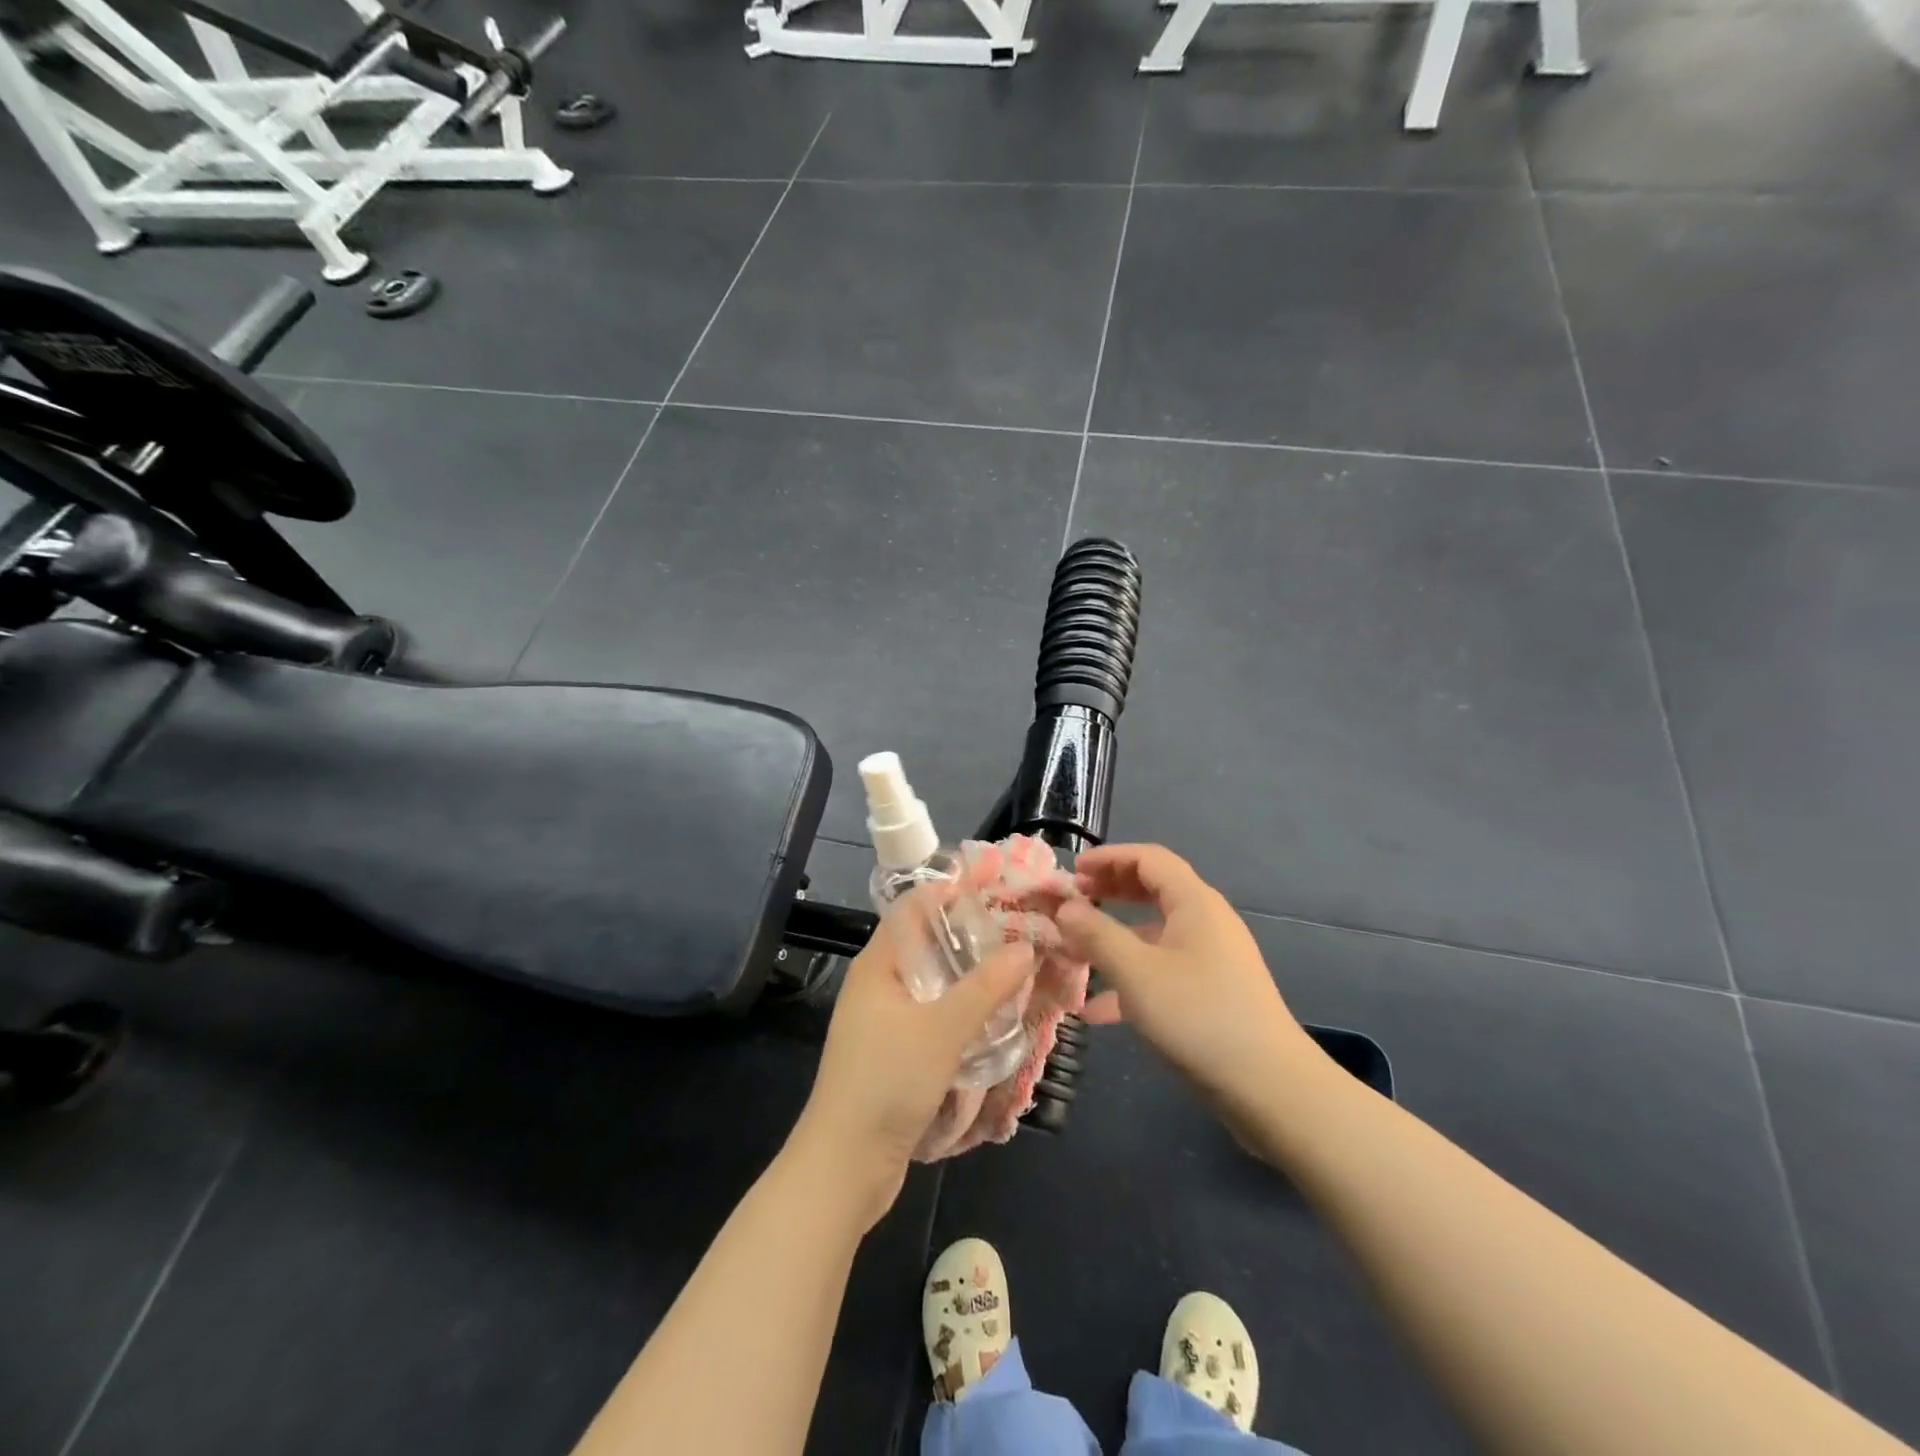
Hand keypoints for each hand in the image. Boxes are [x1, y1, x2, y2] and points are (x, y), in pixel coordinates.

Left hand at [792, 904, 1034, 1224]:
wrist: (845, 1167)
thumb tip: (1026, 946)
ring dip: (973, 977)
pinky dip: (965, 1011)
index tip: (999, 884)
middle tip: (1022, 928)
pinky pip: (937, 1017)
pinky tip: (998, 1016)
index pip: (915, 908)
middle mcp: (880, 985)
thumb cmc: (886, 1083)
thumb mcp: (941, 1029)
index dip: (953, 891)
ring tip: (1020, 967)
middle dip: (973, 936)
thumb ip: (985, 987)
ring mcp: (888, 1021)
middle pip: (930, 945)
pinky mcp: (899, 1053)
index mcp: (879, 965)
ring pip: (937, 984)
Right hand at [1056, 844, 1317, 1108]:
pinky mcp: (1212, 992)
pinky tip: (1098, 1011)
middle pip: (1153, 889)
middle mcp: (1206, 921)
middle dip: (1110, 891)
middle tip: (1074, 903)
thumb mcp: (1136, 973)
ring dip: (1115, 937)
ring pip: (1155, 933)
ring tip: (1076, 953)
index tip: (1073, 872)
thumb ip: (1096, 935)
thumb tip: (1066, 908)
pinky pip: (1164, 969)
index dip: (1108, 857)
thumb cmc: (1199, 1017)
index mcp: (1194, 902)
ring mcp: (1212, 958)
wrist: (1271, 1087)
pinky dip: (1132, 977)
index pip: (1148, 858)